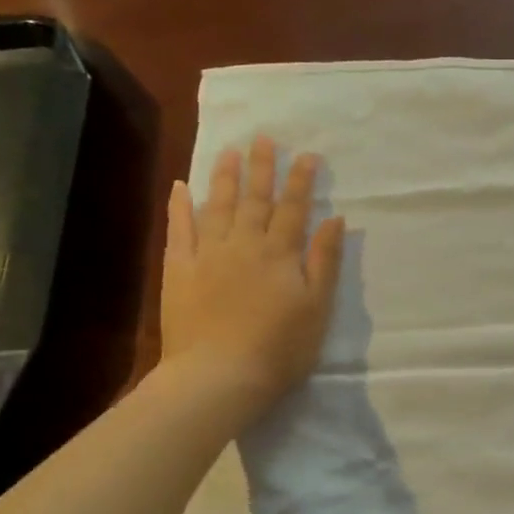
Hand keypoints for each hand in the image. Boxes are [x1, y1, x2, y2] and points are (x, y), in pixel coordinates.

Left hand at [160, 136, 344, 420]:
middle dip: (262, 168)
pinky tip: (180, 187)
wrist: (219, 376)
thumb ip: (325, 261)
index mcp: (281, 254)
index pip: (294, 209)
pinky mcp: (179, 270)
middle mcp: (245, 244)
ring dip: (224, 177)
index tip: (307, 155)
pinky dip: (180, 207)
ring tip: (229, 151)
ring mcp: (208, 255)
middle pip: (256, 199)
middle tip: (264, 137)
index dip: (302, 181)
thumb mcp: (317, 308)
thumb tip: (334, 219)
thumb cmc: (280, 348)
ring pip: (218, 206)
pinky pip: (179, 230)